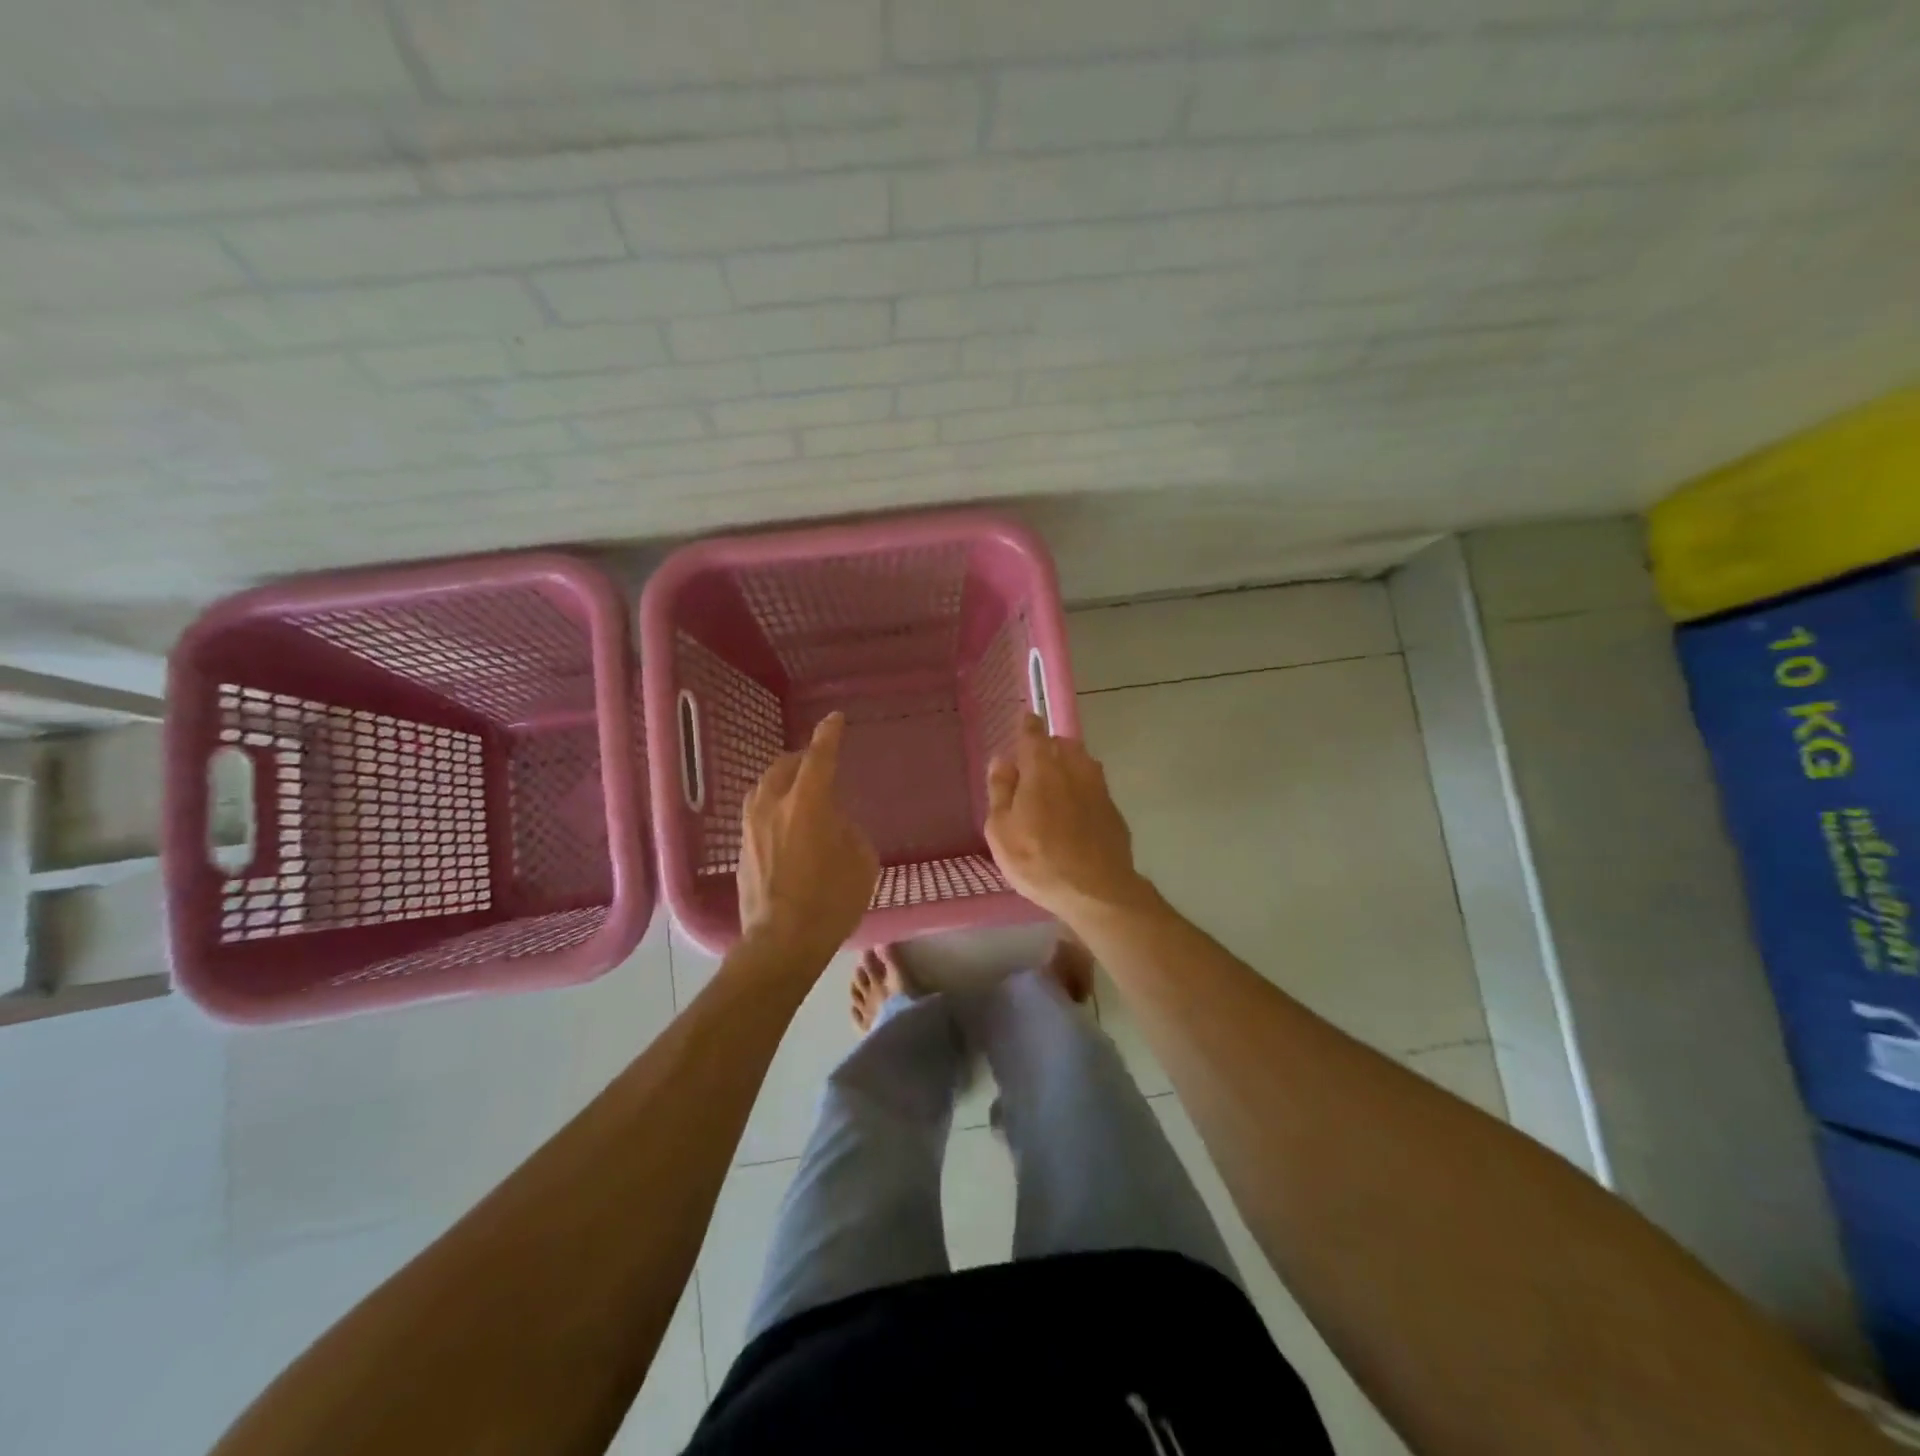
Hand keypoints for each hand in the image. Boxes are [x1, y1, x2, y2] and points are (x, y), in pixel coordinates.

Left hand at [737, 712, 878, 960]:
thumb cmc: (831, 901)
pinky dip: (773, 805)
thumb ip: (848, 830)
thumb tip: (834, 823)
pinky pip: (757, 811)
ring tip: (799, 790)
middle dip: (803, 759)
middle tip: (819, 763)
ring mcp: (752, 827)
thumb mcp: (861, 861)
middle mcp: (773, 806)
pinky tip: (785, 822)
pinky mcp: (742, 848)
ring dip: (783, 781)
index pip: (819, 757)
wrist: (782, 943)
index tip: (834, 720)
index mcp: (807, 804)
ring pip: (764, 787)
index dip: (829, 735)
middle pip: (785, 767)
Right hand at [984, 714, 1152, 924]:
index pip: (1034, 734)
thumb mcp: (1001, 830)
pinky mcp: (1113, 810)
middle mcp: (1074, 769)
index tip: (1025, 719)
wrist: (1097, 891)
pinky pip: (1094, 786)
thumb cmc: (1038, 860)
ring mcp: (1099, 788)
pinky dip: (1082, 788)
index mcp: (1042, 770)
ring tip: (1055, 783)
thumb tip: (1002, 760)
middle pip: (1062, 744)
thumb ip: (1000, 791)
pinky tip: (1075, 810)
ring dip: (1068, 764)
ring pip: (1082, 762)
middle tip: (1034, 761)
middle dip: (1049, 745)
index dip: (1027, 725)